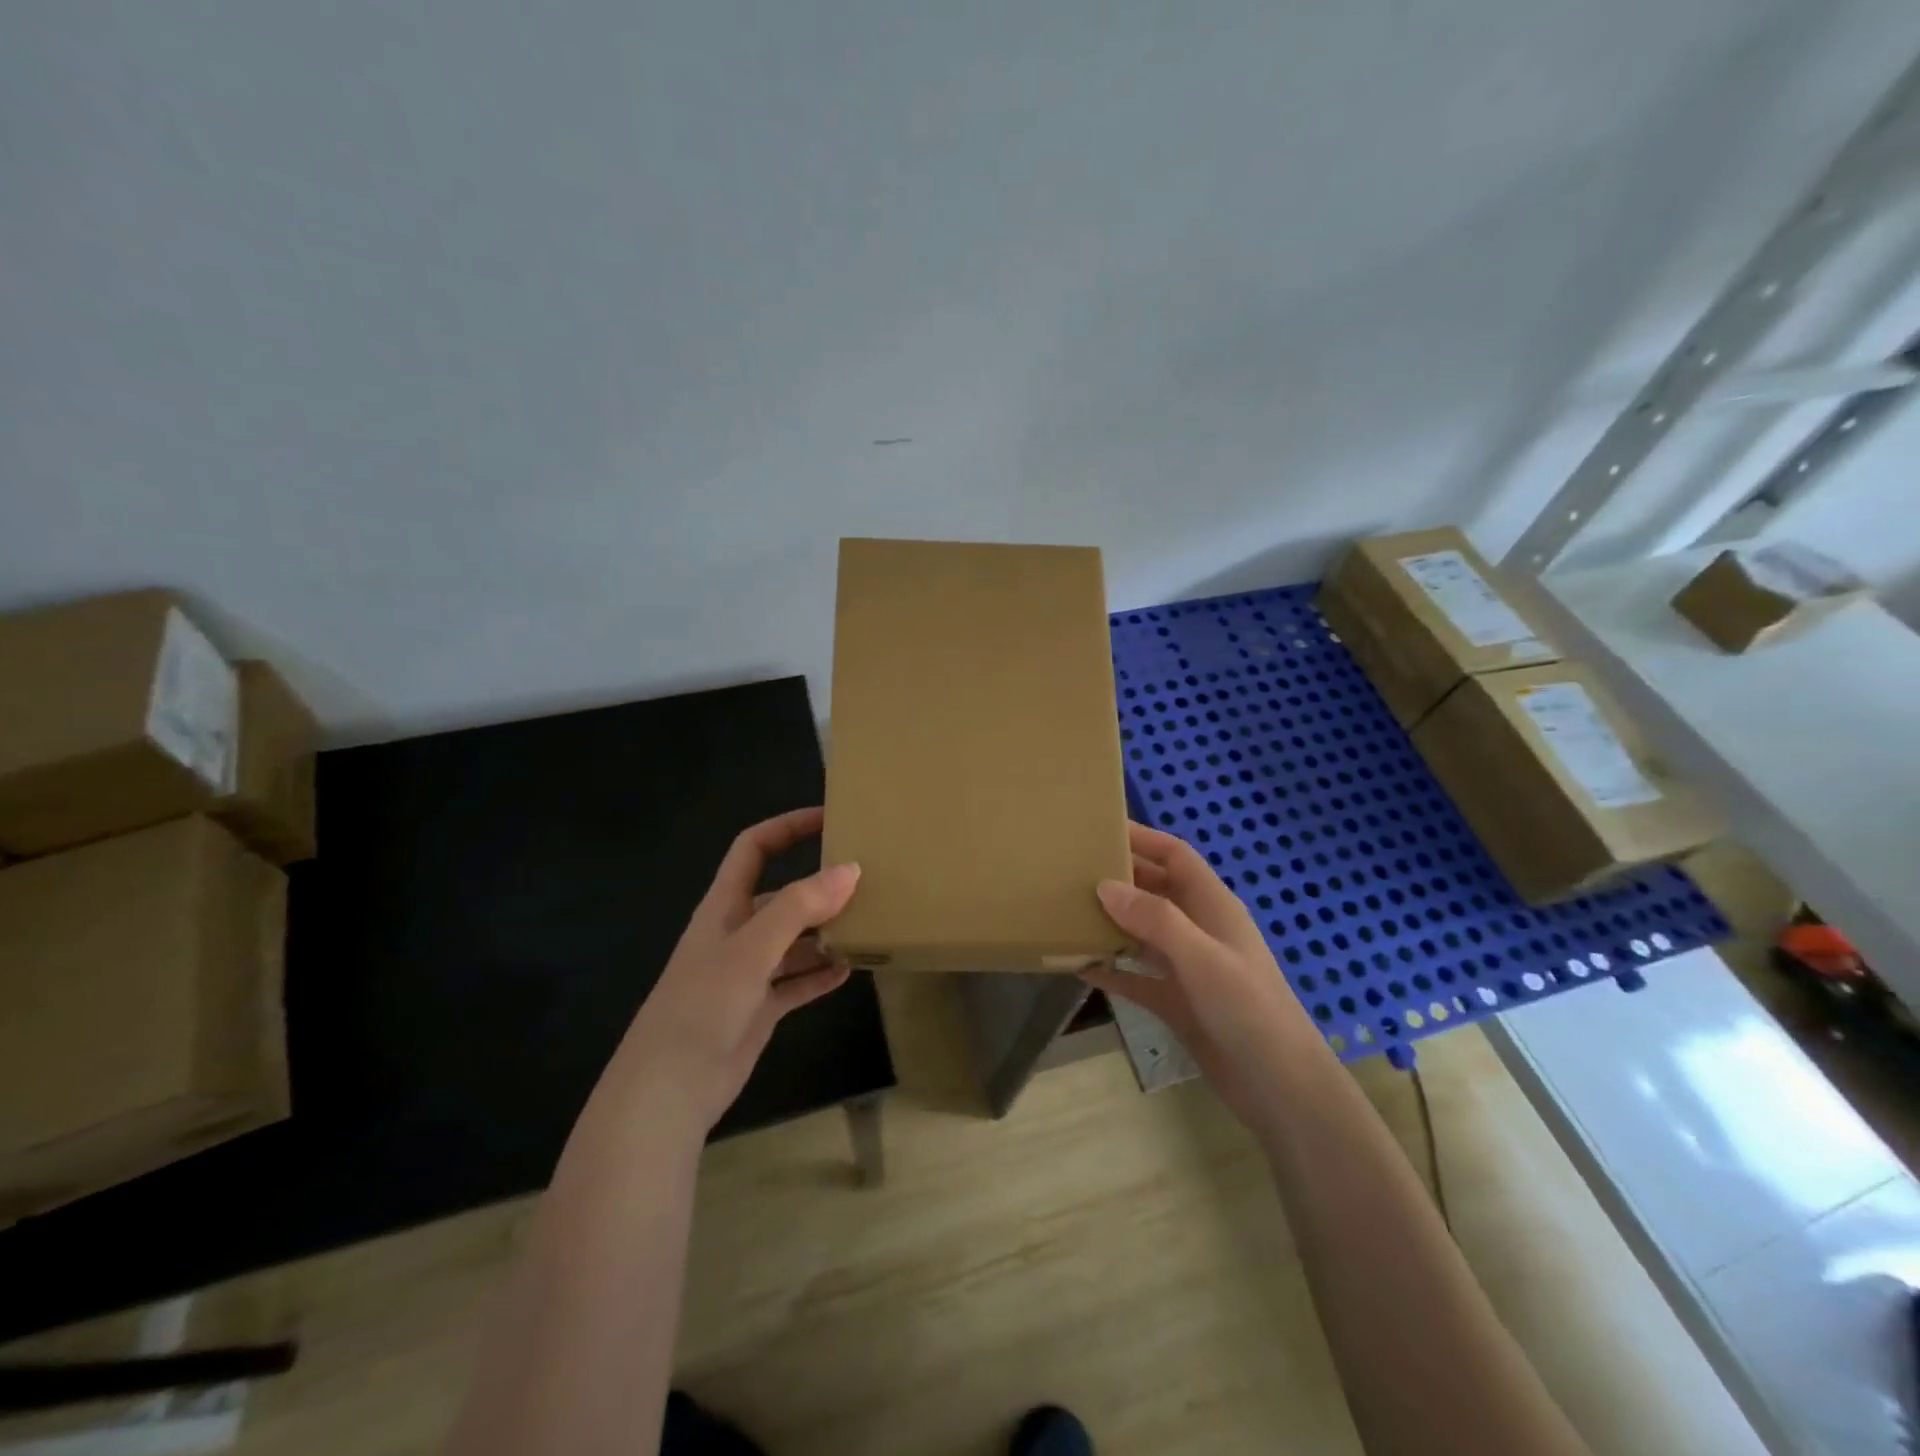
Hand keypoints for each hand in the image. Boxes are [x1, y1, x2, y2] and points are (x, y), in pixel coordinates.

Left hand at [614, 807, 858, 1133]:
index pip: (754, 848)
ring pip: (795, 940)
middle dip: (820, 886)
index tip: (830, 818)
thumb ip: (799, 907)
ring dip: (826, 933)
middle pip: (783, 896)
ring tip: (869, 925)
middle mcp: (737, 933)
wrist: (668, 1090)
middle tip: (868, 881)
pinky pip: (797, 982)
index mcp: (725, 907)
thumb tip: (851, 869)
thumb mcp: (751, 949)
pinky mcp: (759, 1009)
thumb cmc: (702, 1005)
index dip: (787, 827)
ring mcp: (749, 973)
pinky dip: (821, 975)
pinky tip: (850, 971)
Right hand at [1083, 822, 1322, 1129]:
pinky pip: (1135, 975)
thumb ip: (1155, 919)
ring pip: (1141, 931)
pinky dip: (1111, 967)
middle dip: (1118, 876)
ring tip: (1066, 910)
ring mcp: (1186, 966)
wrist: (1279, 1087)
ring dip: (1109, 921)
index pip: (1175, 856)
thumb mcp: (1203, 958)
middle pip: (1154, 889)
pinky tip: (1078, 965)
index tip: (1100, 827)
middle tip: (1071, 869)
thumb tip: (1104, 885)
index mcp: (1213, 906)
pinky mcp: (1176, 1001)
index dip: (1142, 837)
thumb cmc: (1248, 1010)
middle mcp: (1198, 929)